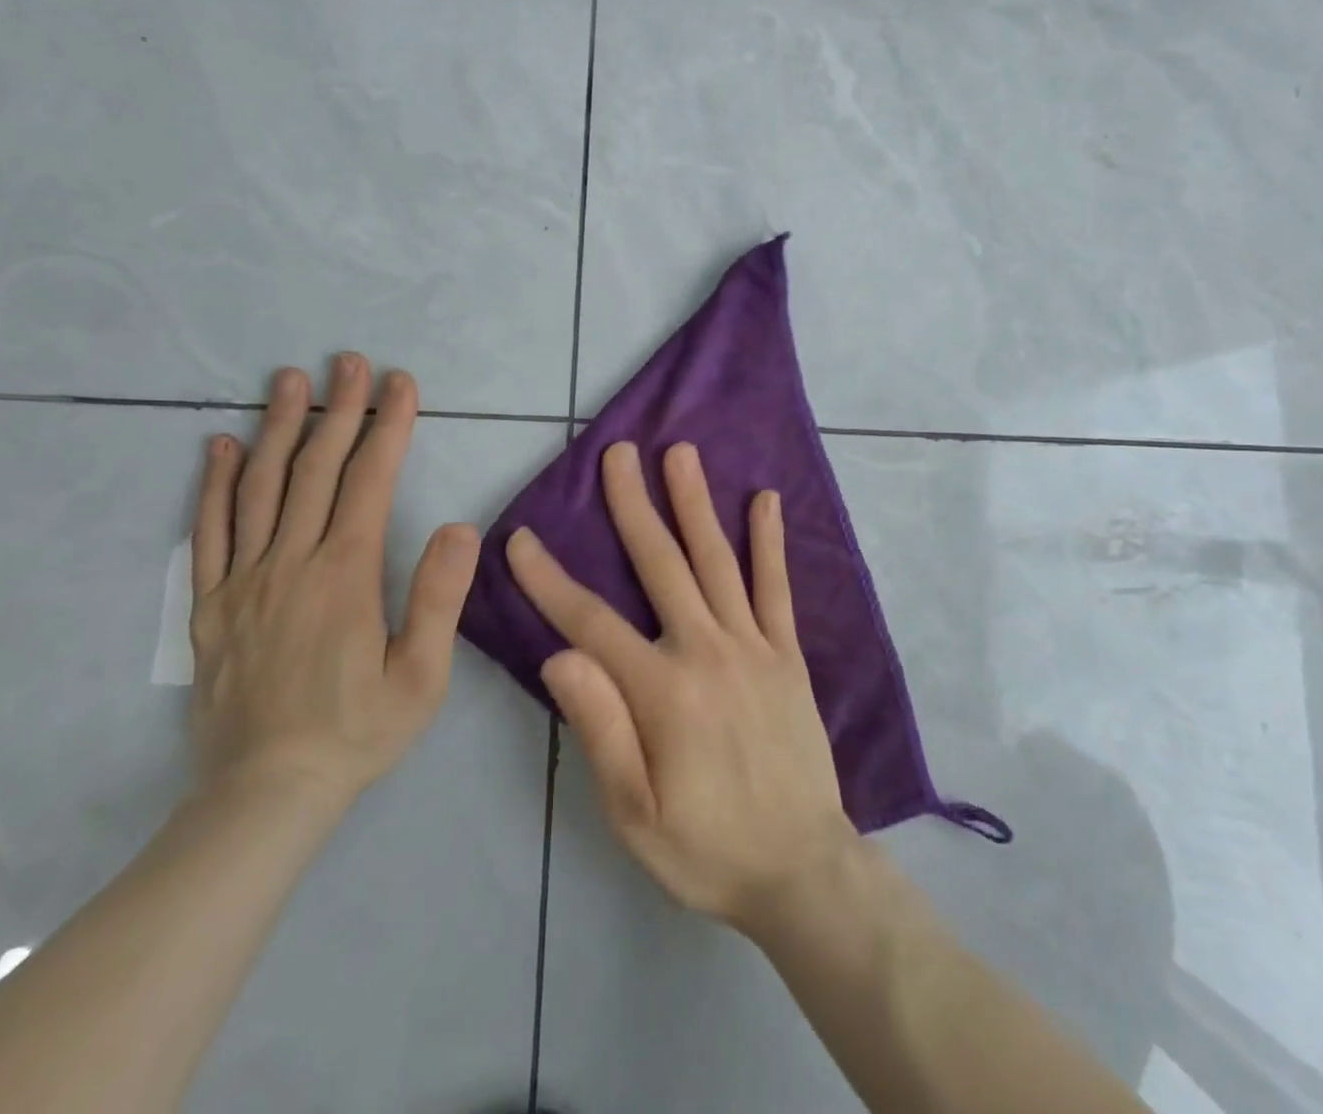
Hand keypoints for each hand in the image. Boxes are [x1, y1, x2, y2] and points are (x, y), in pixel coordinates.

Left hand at [189, 354, 480, 809]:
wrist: (265, 794)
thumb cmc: (358, 731)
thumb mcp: (422, 675)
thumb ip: (439, 597)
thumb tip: (457, 526)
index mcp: (345, 575)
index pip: (369, 481)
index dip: (388, 427)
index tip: (400, 384)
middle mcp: (291, 563)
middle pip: (315, 469)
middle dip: (338, 410)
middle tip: (350, 362)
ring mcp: (244, 581)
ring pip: (261, 488)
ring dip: (279, 428)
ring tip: (288, 380)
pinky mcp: (211, 606)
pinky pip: (210, 532)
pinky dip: (216, 485)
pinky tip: (222, 447)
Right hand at [507, 441, 858, 931]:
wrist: (801, 868)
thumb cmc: (706, 847)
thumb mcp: (633, 813)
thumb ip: (599, 728)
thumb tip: (558, 655)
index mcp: (662, 690)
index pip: (591, 622)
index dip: (549, 580)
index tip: (520, 538)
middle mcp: (707, 651)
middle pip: (662, 564)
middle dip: (633, 505)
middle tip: (617, 453)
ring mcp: (753, 646)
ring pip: (717, 560)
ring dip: (696, 503)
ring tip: (680, 453)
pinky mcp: (787, 654)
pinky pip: (776, 588)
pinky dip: (769, 542)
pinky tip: (765, 500)